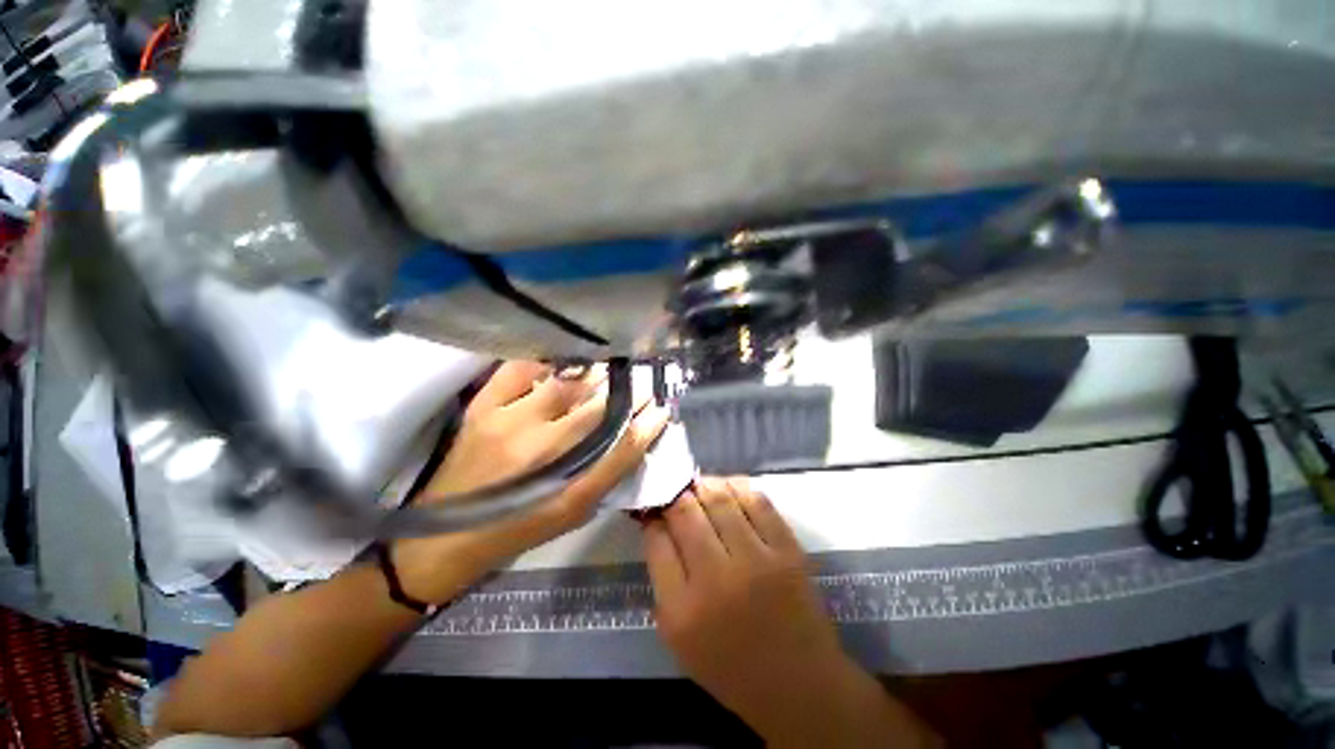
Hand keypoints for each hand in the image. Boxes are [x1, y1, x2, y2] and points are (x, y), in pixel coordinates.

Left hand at [395, 361, 668, 603]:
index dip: (647, 422)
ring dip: (594, 374)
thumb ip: (607, 475)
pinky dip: (546, 360)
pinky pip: (519, 370)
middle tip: (641, 381)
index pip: (622, 443)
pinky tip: (562, 359)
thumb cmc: (518, 528)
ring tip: (610, 366)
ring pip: (565, 385)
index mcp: (566, 485)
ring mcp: (507, 423)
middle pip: (598, 409)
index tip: (662, 406)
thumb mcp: (570, 514)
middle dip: (627, 393)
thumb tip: (638, 435)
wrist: (443, 538)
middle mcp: (540, 450)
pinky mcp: (482, 408)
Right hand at [643, 478, 937, 747]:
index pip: (657, 540)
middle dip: (675, 495)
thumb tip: (659, 525)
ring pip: (720, 499)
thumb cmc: (730, 665)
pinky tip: (728, 489)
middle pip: (686, 512)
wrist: (799, 685)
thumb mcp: (678, 635)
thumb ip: (663, 578)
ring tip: (699, 487)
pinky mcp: (788, 551)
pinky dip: (737, 486)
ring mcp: (757, 561)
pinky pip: (757, 501)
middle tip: (675, 492)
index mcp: (683, 611)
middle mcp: (717, 580)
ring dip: (704, 485)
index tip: (654, 509)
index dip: (653, 516)